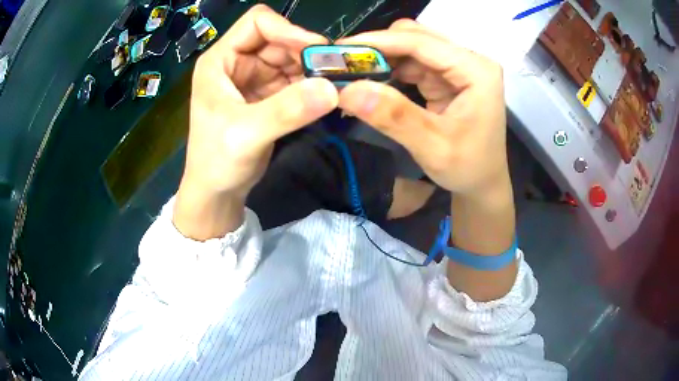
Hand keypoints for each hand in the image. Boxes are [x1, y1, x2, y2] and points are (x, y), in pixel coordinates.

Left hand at [174, 5, 337, 238]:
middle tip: (333, 71)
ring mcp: (253, 78)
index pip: (257, 22)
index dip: (287, 30)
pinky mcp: (267, 95)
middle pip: (279, 39)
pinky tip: (323, 97)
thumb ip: (286, 110)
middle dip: (305, 52)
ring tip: (332, 86)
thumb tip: (332, 89)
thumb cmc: (217, 161)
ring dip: (312, 70)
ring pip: (291, 58)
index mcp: (220, 60)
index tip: (315, 51)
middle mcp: (237, 62)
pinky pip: (295, 79)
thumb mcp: (246, 135)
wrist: (216, 191)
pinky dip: (311, 86)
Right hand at [337, 20, 508, 199]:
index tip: (338, 49)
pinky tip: (371, 81)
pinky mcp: (446, 76)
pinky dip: (388, 69)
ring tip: (350, 73)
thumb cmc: (469, 168)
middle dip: (377, 48)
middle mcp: (468, 60)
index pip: (421, 42)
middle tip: (342, 64)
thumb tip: (347, 91)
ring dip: (380, 58)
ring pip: (410, 47)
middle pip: (416, 37)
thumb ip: (394, 117)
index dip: (378, 42)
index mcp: (476, 71)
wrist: (483, 182)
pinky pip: (412, 63)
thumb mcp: (433, 148)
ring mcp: (457, 66)